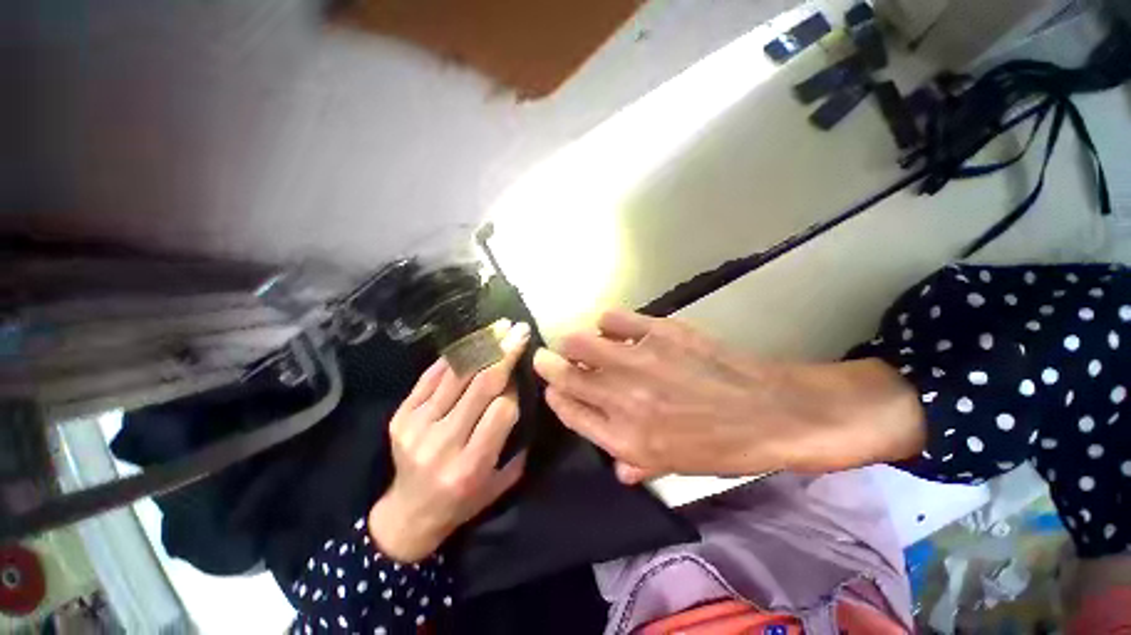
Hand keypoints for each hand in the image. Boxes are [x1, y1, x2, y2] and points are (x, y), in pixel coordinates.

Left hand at [369, 320, 530, 561]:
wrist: (409, 515)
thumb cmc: (464, 501)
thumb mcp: (502, 480)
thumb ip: (514, 439)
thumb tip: (519, 390)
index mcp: (471, 465)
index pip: (502, 410)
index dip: (514, 387)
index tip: (520, 374)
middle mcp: (443, 443)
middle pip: (480, 386)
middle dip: (504, 353)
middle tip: (519, 330)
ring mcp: (417, 426)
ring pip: (456, 374)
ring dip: (481, 346)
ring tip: (499, 327)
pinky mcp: (401, 416)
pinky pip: (431, 376)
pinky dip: (454, 357)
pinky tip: (471, 341)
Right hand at [533, 309, 924, 483]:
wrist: (772, 413)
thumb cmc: (723, 447)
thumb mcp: (676, 467)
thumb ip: (636, 463)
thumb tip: (615, 463)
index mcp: (623, 438)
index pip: (567, 409)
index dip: (554, 393)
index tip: (552, 384)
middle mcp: (622, 399)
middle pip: (564, 374)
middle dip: (548, 363)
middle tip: (547, 355)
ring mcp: (638, 361)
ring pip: (581, 342)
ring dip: (575, 343)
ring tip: (583, 343)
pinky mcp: (659, 332)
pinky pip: (613, 318)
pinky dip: (608, 322)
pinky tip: (615, 328)